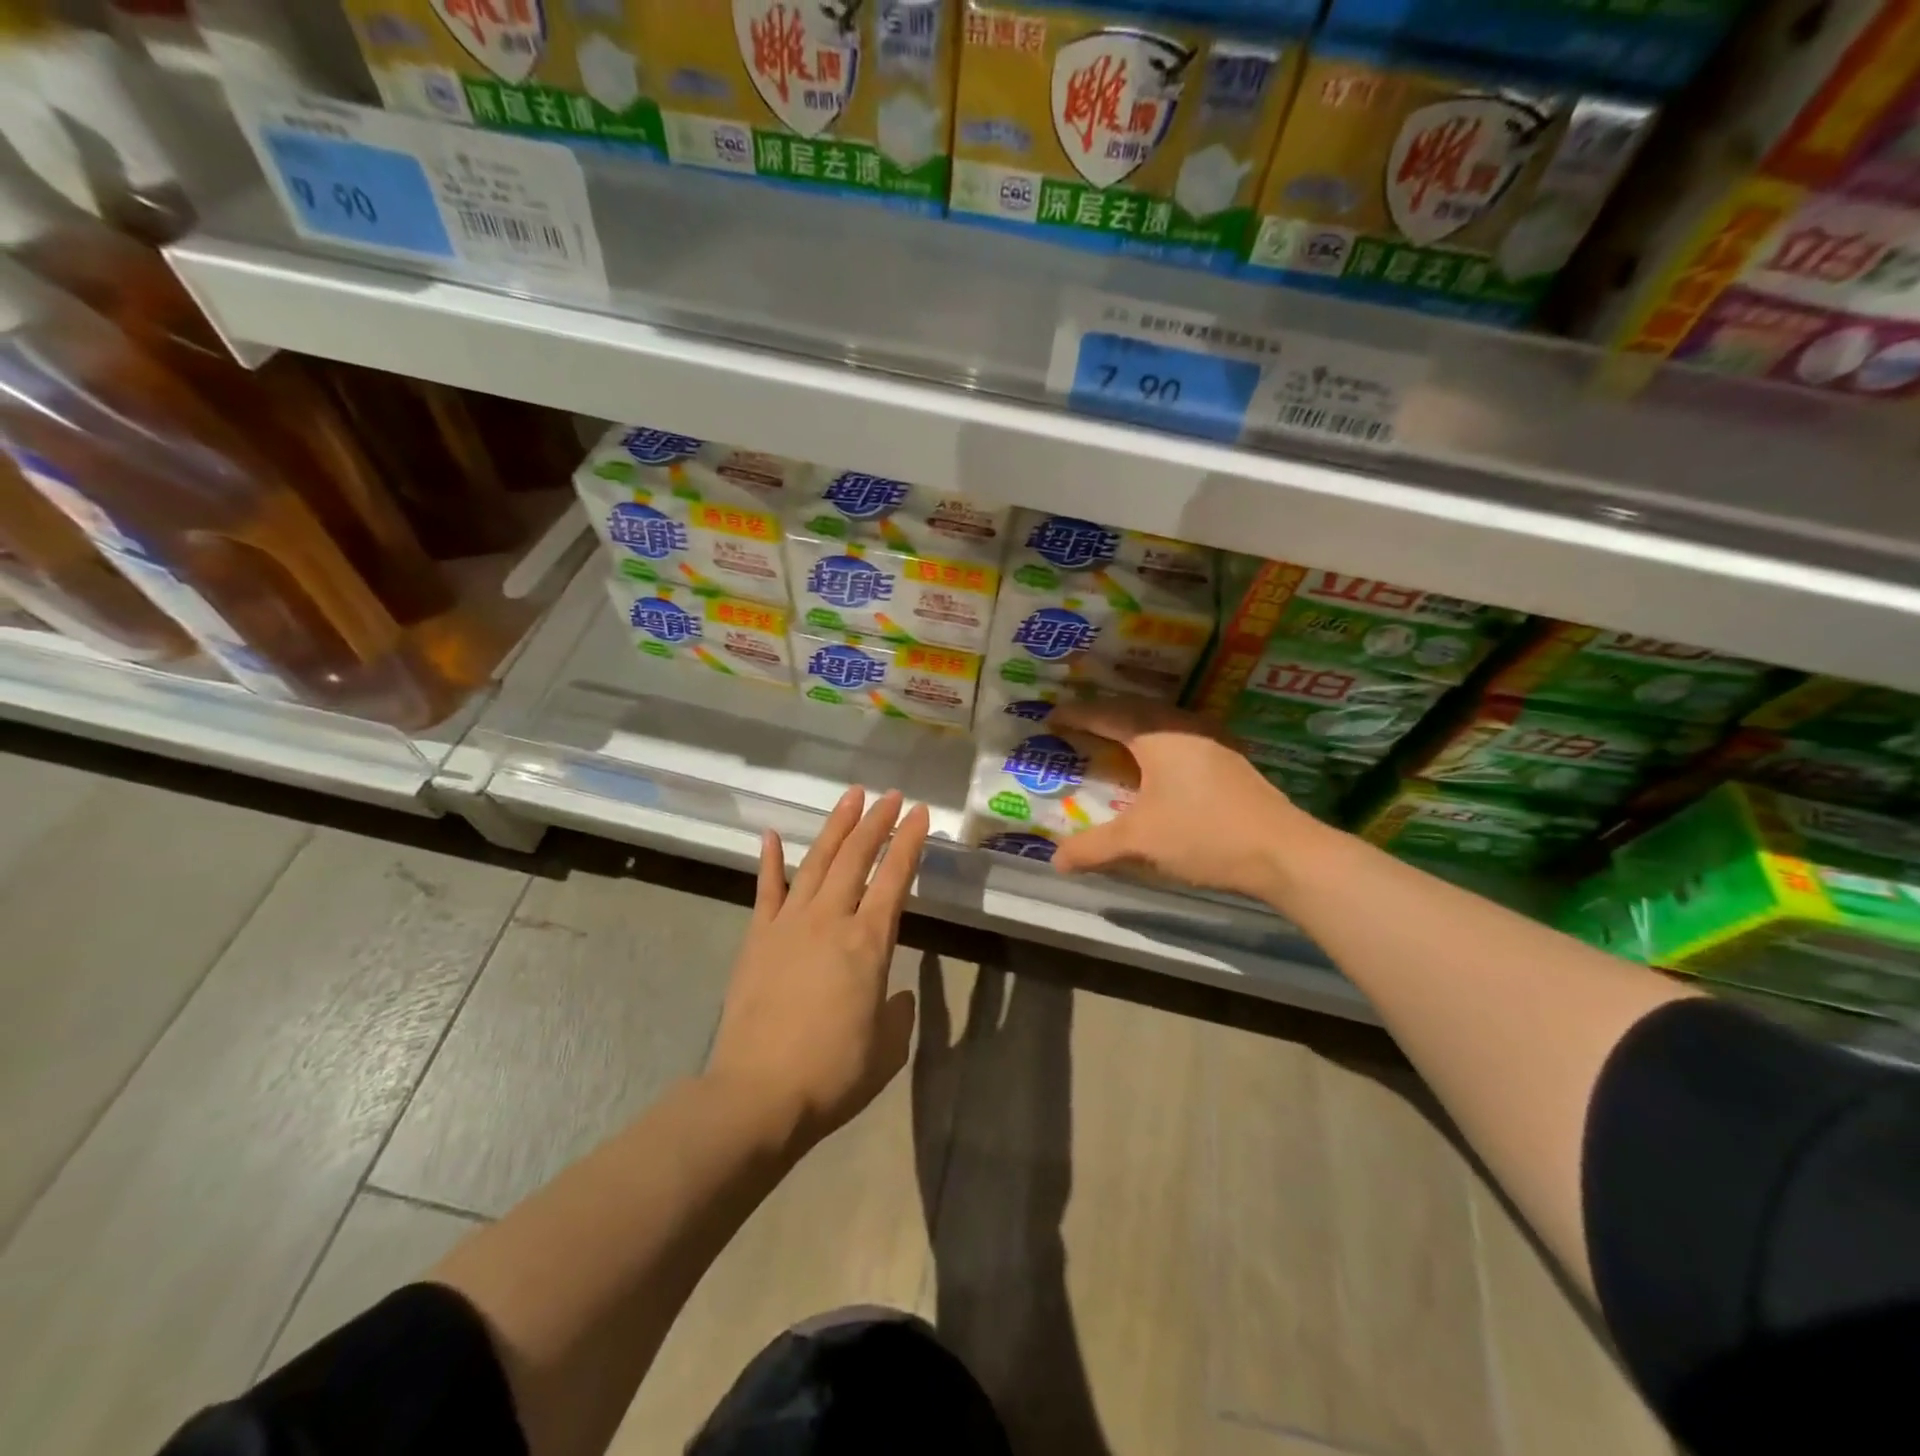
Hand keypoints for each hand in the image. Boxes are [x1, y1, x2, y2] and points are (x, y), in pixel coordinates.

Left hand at [706, 787, 930, 1152]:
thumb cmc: (833, 1074)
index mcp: (869, 943)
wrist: (758, 1094)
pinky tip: (772, 835)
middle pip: (857, 858)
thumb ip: (897, 1013)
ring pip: (818, 862)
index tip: (921, 814)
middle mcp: (831, 920)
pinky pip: (766, 890)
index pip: (895, 878)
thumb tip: (894, 996)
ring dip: (836, 827)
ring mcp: (789, 924)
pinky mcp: (758, 938)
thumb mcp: (887, 1049)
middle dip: (877, 822)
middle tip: (891, 795)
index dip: (910, 842)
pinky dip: (770, 860)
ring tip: (850, 797)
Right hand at [1048, 698, 1314, 900]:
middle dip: (1102, 715)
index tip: (1050, 718)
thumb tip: (1056, 861)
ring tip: (1111, 738)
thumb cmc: (1203, 835)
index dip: (1076, 716)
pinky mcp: (1230, 760)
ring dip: (1132, 727)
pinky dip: (1155, 742)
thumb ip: (1093, 848)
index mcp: (1158, 734)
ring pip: (1161, 722)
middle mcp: (1184, 727)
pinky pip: (1179, 737)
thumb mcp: (1139, 842)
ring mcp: (1212, 741)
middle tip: (1077, 725)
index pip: (1107, 715)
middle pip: (1134, 710)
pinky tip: (1156, 764)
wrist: (1283, 852)